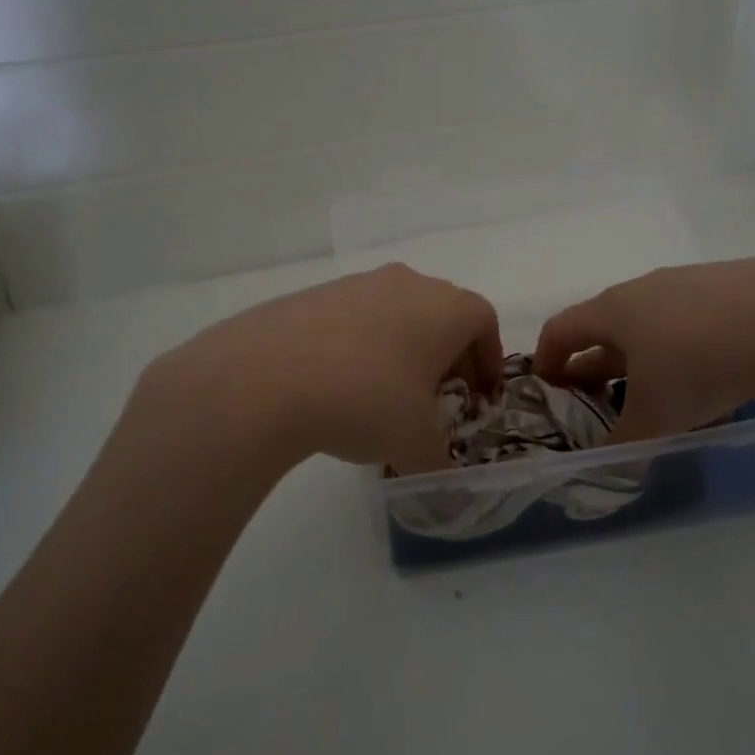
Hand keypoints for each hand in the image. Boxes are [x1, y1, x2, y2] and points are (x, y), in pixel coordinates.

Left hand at [143, 263, 502, 475]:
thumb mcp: (415, 444)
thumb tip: (437, 470)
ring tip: (387, 392)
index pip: (484, 322)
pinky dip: (362, 344)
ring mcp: (358, 284)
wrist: (265, 377)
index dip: (489, 358)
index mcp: (446, 308)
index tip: (480, 393)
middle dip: (448, 354)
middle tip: (439, 396)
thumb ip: (438, 459)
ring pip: (398, 312)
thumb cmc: (366, 401)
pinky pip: (355, 317)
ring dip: (404, 347)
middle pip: (443, 313)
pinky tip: (340, 383)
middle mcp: (408, 283)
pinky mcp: (314, 294)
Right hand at [532, 258, 754, 441]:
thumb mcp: (654, 416)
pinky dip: (689, 344)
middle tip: (598, 395)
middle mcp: (646, 288)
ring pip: (654, 320)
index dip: (547, 356)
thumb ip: (625, 442)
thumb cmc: (697, 366)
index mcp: (614, 311)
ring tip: (658, 387)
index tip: (546, 383)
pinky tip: (714, 372)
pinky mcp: (735, 284)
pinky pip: (696, 317)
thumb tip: (610, 464)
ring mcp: (692, 282)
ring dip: (645, 353)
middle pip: (607, 324)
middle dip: (597, 361)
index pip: (562, 327)